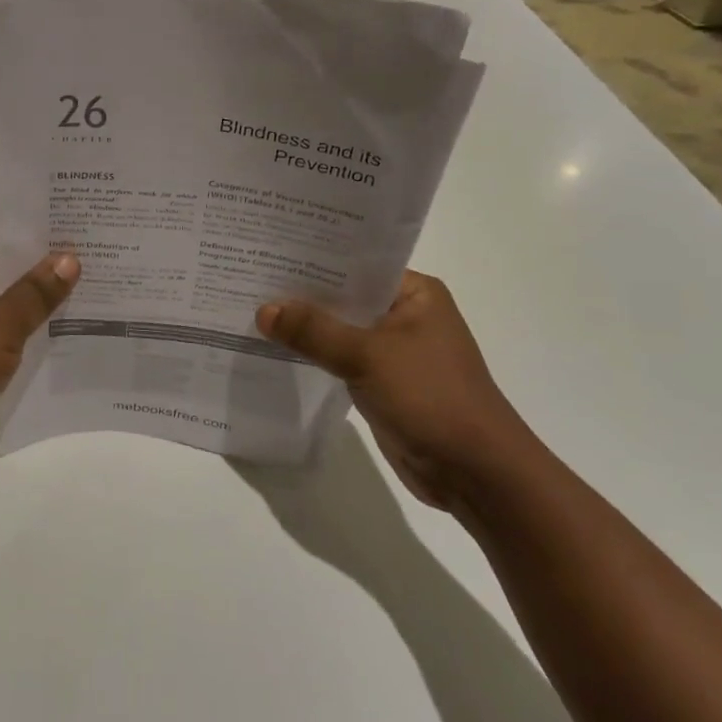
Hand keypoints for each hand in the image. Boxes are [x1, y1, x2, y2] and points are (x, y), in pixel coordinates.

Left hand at [0, 217, 78, 470]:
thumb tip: (70, 258)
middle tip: (100, 247)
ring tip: (97, 282)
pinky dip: (31, 324)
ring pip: (9, 294)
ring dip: (43, 294)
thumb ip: (37, 291)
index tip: (79, 214)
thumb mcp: (0, 324)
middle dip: (48, 257)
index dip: (36, 219)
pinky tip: (71, 325)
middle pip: (7, 258)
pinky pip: (5, 325)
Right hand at [256, 272, 542, 512]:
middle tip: (247, 276)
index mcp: (414, 293)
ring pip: (338, 329)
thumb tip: (263, 309)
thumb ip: (314, 330)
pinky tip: (273, 347)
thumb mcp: (368, 356)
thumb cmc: (432, 397)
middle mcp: (403, 314)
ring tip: (249, 307)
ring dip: (303, 326)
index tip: (267, 250)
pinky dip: (312, 354)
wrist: (474, 471)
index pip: (355, 264)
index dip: (312, 258)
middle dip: (300, 293)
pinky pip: (338, 358)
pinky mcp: (380, 381)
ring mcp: (392, 350)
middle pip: (343, 296)